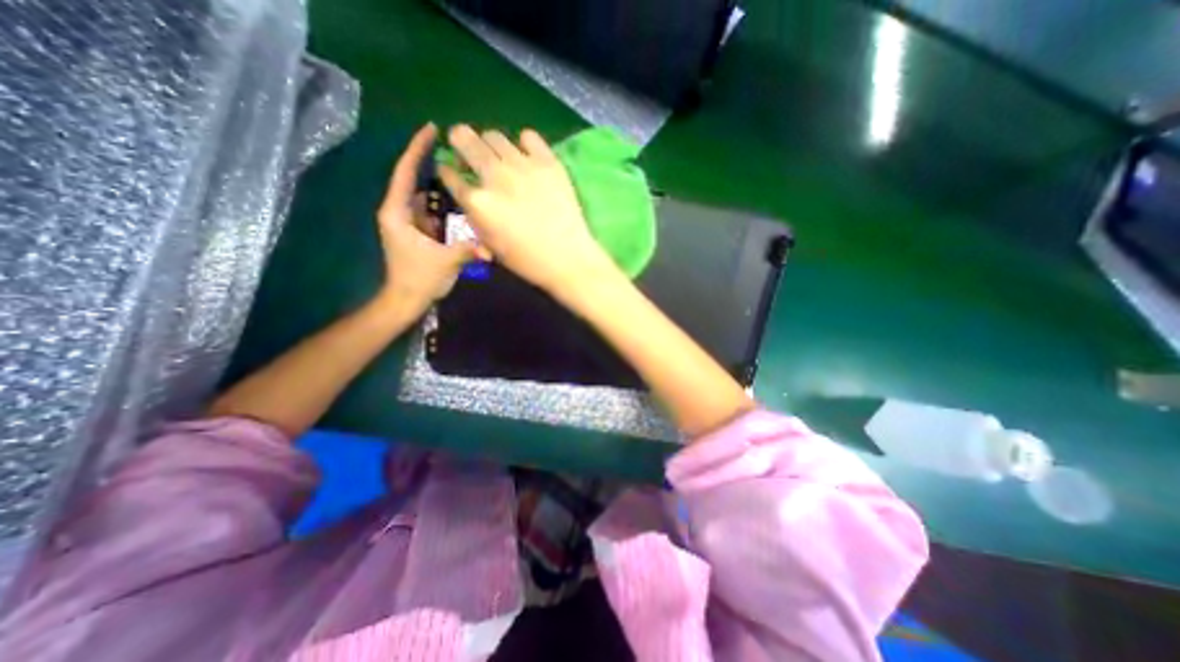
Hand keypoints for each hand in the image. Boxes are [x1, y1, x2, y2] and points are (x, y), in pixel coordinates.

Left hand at [376, 121, 481, 312]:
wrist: (406, 301)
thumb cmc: (418, 279)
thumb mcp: (445, 261)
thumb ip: (468, 249)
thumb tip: (491, 245)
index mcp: (397, 212)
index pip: (405, 172)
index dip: (417, 149)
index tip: (431, 129)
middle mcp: (402, 213)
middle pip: (420, 183)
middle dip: (440, 172)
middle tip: (465, 162)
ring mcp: (412, 224)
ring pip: (430, 200)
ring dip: (448, 194)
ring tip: (470, 183)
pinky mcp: (422, 234)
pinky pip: (436, 215)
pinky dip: (450, 211)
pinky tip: (468, 209)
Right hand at [434, 120, 619, 297]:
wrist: (567, 257)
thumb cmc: (527, 260)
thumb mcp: (490, 244)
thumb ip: (474, 216)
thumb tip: (469, 195)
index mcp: (477, 201)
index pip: (449, 174)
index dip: (447, 170)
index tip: (452, 170)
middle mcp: (495, 176)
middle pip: (464, 138)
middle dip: (460, 142)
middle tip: (469, 152)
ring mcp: (523, 166)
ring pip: (494, 135)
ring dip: (490, 145)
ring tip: (500, 158)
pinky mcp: (548, 162)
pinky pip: (528, 136)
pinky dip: (523, 144)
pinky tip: (527, 157)